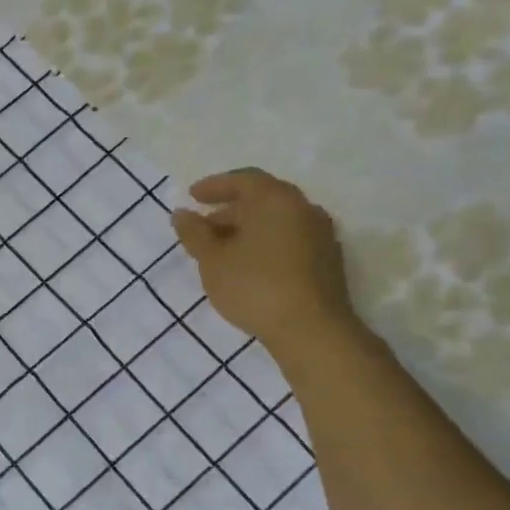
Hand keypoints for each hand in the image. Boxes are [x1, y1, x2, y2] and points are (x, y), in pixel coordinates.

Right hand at [171, 168, 357, 358]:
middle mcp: (303, 208)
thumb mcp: (212, 260)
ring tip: (222, 251)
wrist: (312, 330)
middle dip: (230, 210)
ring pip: (277, 221)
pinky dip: (266, 244)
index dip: (214, 186)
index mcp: (275, 199)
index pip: (243, 180)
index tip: (192, 196)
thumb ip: (194, 233)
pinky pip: (290, 240)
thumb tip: (182, 214)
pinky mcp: (327, 261)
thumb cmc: (255, 286)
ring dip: (248, 229)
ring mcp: (320, 235)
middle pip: (262, 200)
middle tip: (204, 227)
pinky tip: (249, 266)